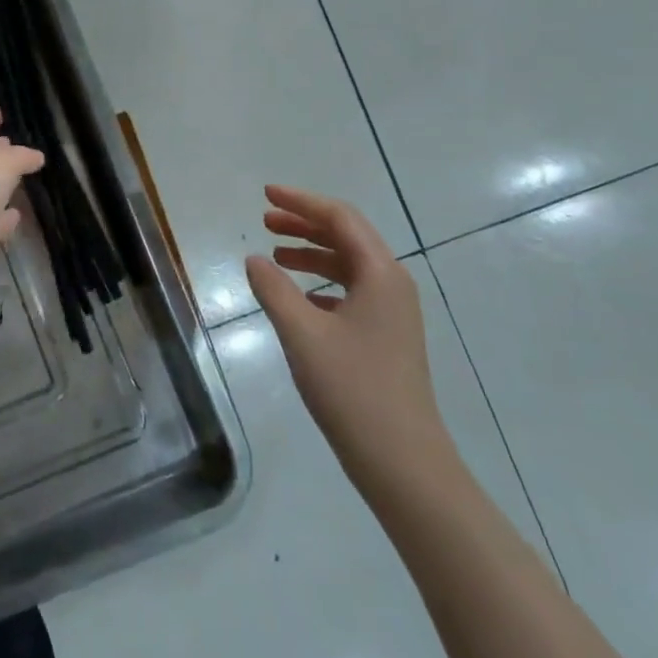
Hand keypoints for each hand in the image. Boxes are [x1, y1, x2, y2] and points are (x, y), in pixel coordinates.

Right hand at [245, 186, 455, 493]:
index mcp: (380, 274)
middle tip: (264, 221)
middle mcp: (392, 285)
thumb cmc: (352, 389)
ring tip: (274, 255)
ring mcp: (393, 314)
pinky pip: (351, 291)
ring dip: (311, 253)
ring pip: (348, 265)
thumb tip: (254, 260)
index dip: (301, 202)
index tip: (265, 195)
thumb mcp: (302, 333)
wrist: (403, 463)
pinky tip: (297, 297)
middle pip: (346, 237)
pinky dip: (320, 283)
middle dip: (304, 224)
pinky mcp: (386, 338)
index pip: (339, 218)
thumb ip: (273, 289)